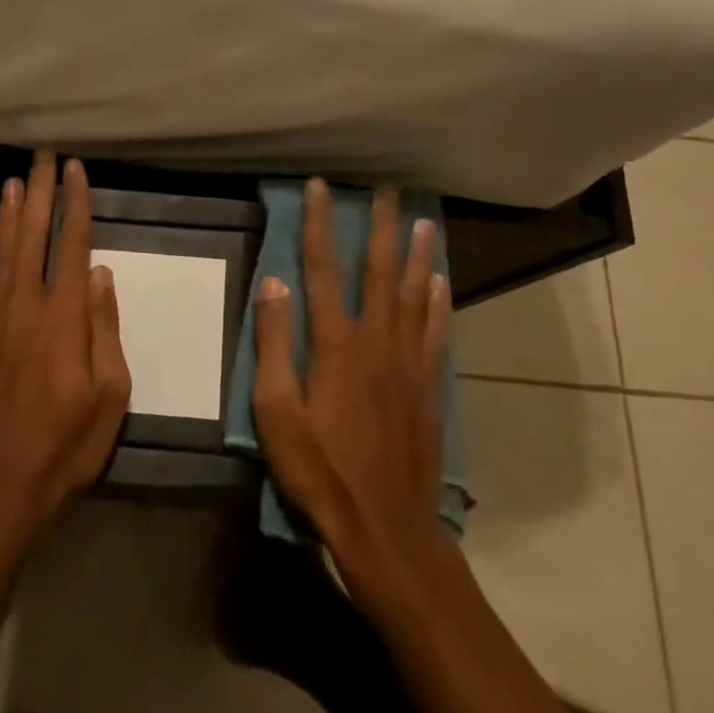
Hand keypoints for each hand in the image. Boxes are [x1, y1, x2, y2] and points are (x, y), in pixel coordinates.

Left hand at [0, 152, 131, 551]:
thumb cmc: (65, 445)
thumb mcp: (108, 395)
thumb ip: (103, 329)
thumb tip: (99, 275)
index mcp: (64, 319)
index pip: (72, 246)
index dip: (75, 204)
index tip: (76, 170)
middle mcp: (25, 308)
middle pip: (34, 237)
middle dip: (39, 193)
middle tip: (43, 156)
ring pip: (4, 253)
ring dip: (10, 213)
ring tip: (14, 179)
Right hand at [252, 179, 454, 587]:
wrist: (385, 525)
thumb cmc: (319, 469)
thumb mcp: (276, 410)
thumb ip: (274, 344)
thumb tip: (274, 283)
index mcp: (335, 345)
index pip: (322, 269)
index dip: (318, 224)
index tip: (319, 187)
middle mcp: (377, 341)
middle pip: (378, 271)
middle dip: (380, 226)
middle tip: (387, 189)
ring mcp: (409, 363)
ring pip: (414, 294)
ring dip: (416, 254)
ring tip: (422, 221)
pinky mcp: (429, 387)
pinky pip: (436, 332)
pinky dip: (438, 302)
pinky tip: (439, 282)